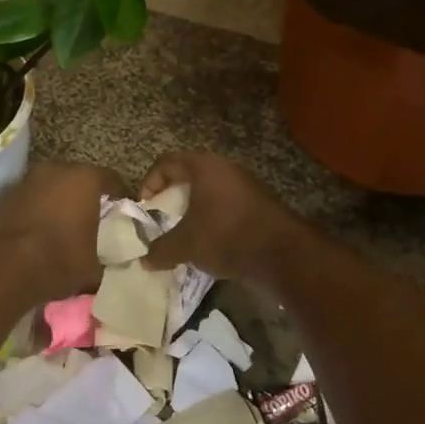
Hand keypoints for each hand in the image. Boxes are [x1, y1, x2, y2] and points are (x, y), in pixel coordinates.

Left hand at [0, 160, 126, 304]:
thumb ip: (108, 255)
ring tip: (64, 226)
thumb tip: (112, 259)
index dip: (121, 198)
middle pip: (80, 178)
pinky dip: (38, 208)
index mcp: (85, 178)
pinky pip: (31, 198)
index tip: (122, 215)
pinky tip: (39, 231)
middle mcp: (56, 169)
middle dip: (88, 196)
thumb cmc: (58, 261)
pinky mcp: (5, 194)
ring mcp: (27, 179)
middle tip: (94, 219)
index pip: (113, 180)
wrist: (1, 269)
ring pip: (53, 186)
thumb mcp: (94, 266)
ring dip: (60, 200)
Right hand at [138, 151, 296, 285]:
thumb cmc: (225, 235)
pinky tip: (207, 244)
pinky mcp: (257, 205)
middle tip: (161, 220)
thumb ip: (161, 250)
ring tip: (182, 235)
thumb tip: (144, 260)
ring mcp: (244, 186)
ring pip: (208, 193)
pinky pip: (224, 207)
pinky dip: (211, 220)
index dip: (149, 182)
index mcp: (205, 167)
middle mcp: (225, 169)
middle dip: (171, 198)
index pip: (167, 162)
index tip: (145, 208)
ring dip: (192, 211)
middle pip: (188, 176)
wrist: (281, 253)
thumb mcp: (186, 244)